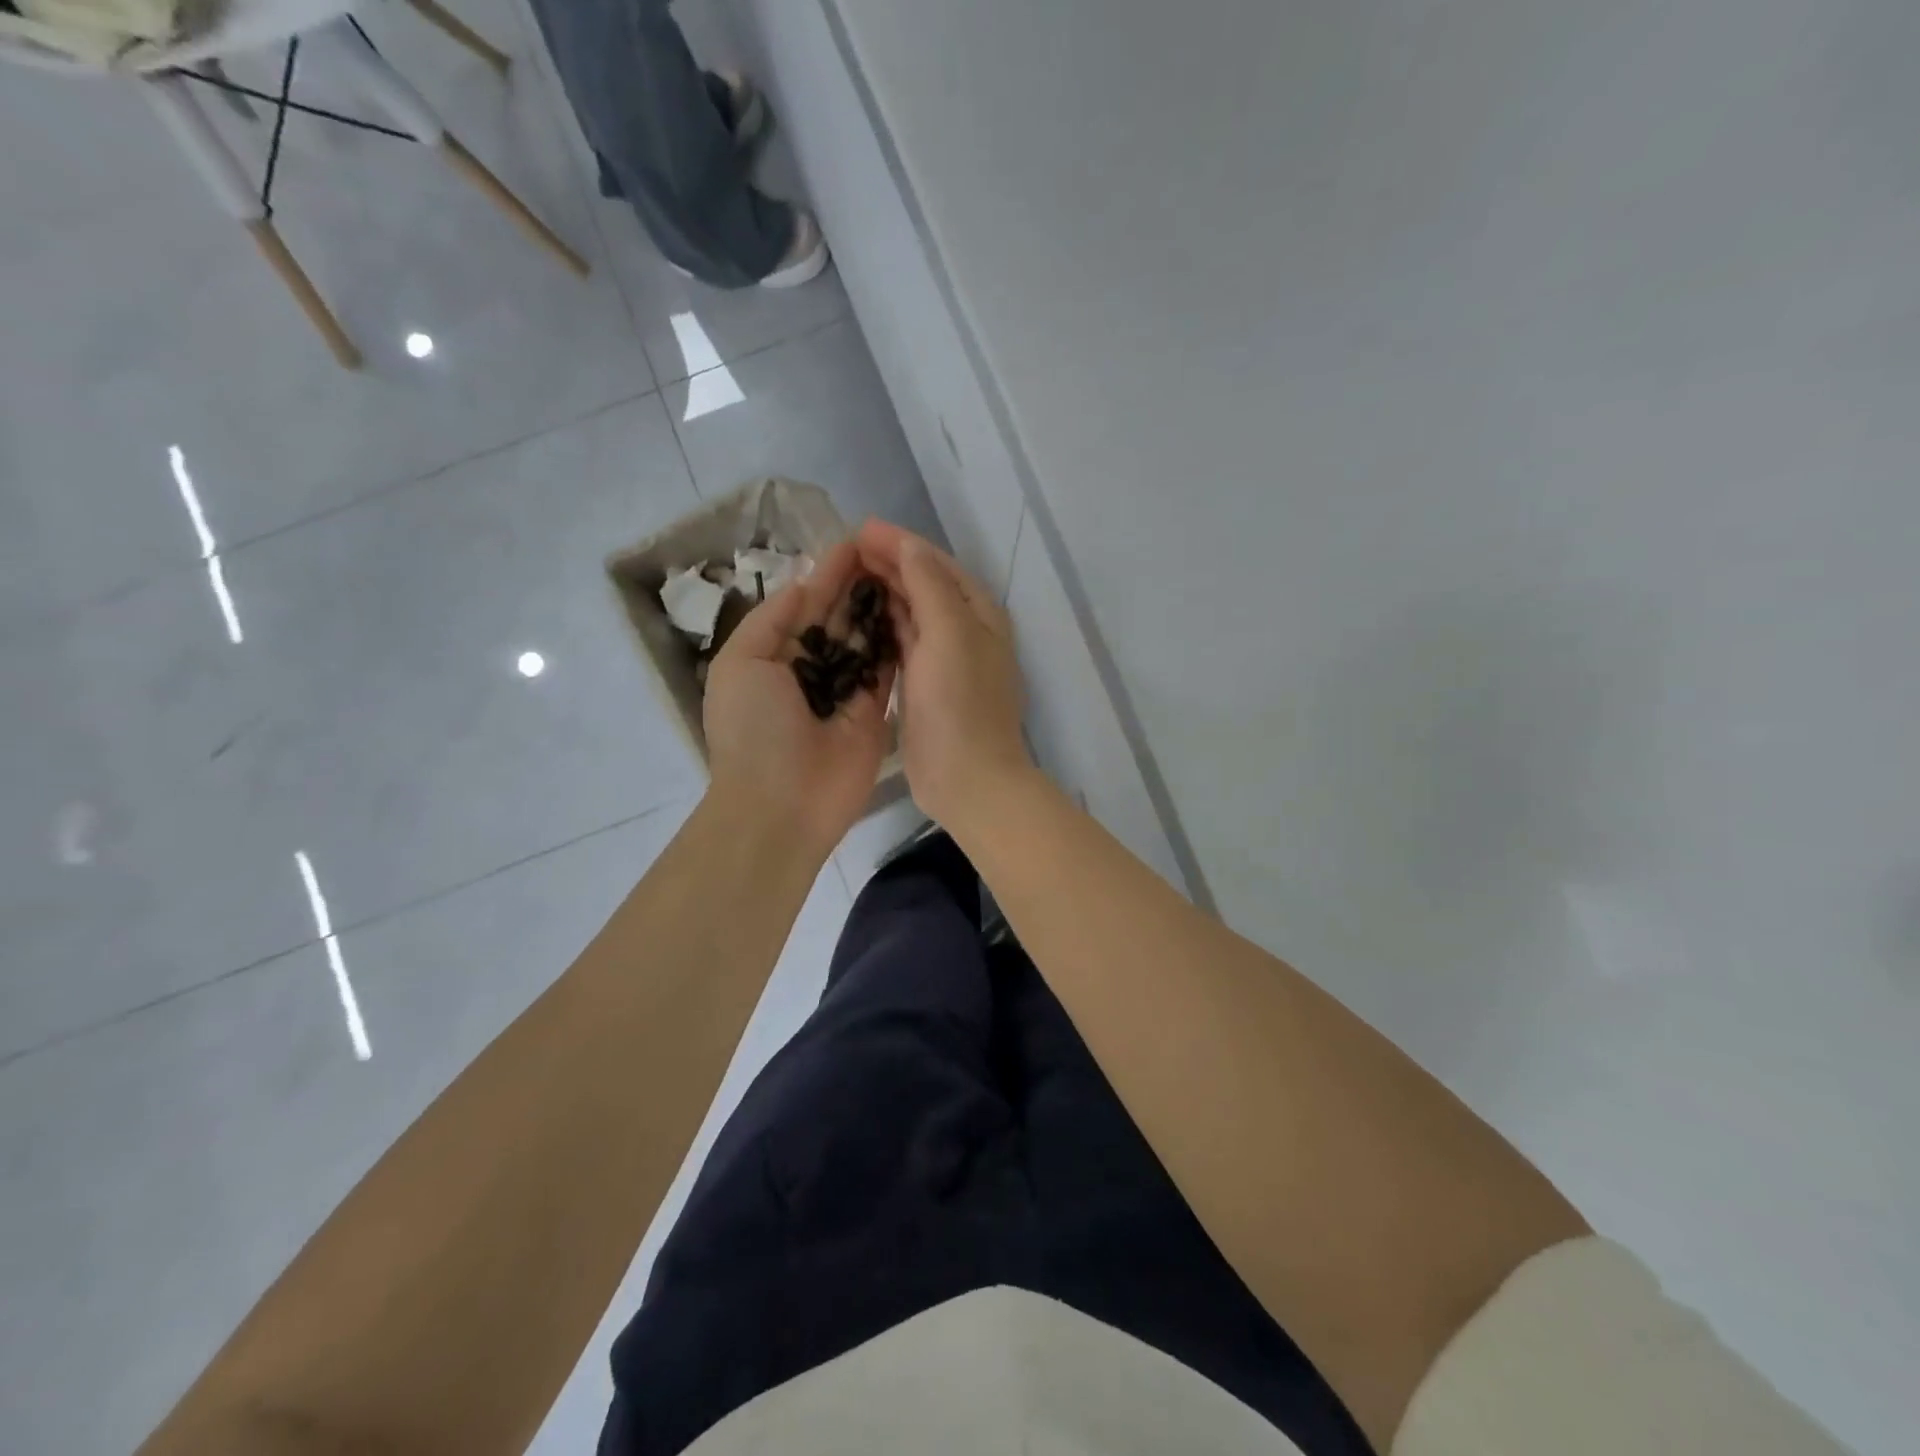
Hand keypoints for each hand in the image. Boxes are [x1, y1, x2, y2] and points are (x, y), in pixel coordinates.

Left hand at [703, 541, 893, 855]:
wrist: (783, 805)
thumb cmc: (754, 730)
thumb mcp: (742, 664)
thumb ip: (772, 620)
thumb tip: (803, 584)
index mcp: (773, 654)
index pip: (805, 604)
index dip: (829, 573)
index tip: (857, 541)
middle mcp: (811, 668)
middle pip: (839, 617)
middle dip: (860, 585)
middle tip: (891, 549)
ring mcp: (845, 689)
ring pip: (867, 638)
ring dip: (882, 606)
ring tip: (907, 570)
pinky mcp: (874, 710)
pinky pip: (887, 668)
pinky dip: (898, 641)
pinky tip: (916, 609)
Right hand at [855, 520, 1033, 833]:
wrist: (967, 778)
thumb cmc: (960, 703)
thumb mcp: (949, 633)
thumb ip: (929, 584)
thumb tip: (907, 543)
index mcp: (978, 613)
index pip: (936, 564)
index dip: (900, 543)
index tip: (859, 528)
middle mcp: (966, 631)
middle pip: (924, 585)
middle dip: (889, 564)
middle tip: (844, 549)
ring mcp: (945, 660)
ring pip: (912, 614)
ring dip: (883, 593)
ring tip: (845, 575)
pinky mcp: (925, 686)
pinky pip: (903, 644)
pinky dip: (883, 627)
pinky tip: (859, 620)